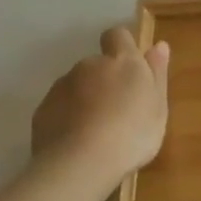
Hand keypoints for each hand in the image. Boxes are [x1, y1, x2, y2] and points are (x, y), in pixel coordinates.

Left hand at [31, 27, 169, 187]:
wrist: (80, 164)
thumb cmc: (132, 134)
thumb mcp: (158, 106)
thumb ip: (157, 74)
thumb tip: (158, 45)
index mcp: (122, 61)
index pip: (118, 35)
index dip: (123, 46)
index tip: (131, 68)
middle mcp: (89, 66)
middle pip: (97, 65)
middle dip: (106, 81)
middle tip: (119, 111)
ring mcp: (62, 86)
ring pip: (77, 86)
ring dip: (86, 99)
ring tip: (97, 132)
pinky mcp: (42, 110)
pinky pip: (60, 107)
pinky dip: (69, 117)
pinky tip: (78, 142)